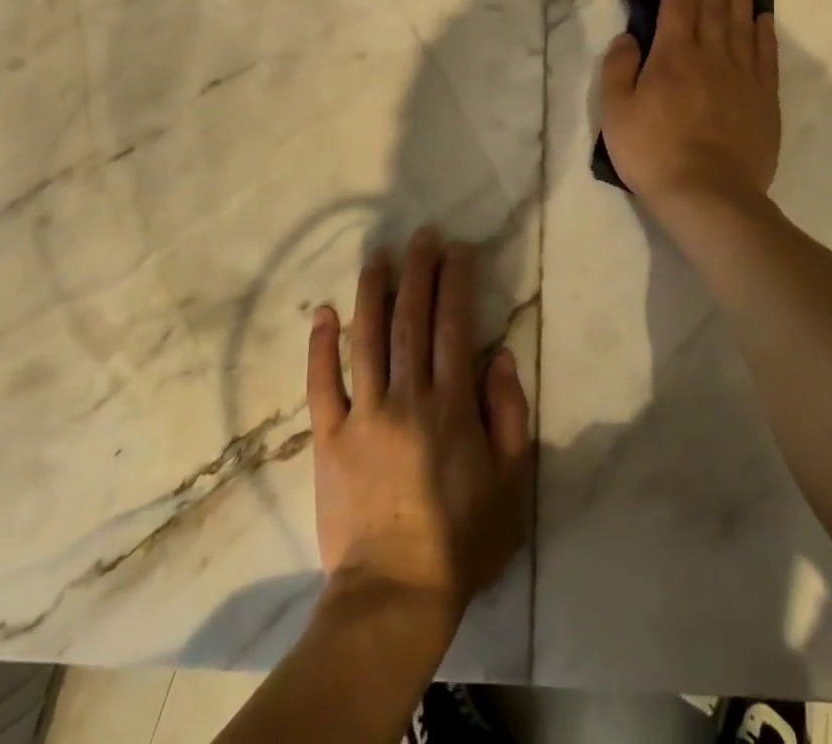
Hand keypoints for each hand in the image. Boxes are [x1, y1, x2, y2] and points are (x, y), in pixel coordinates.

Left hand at [306, 229, 533, 619]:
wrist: (394, 595)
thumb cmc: (461, 541)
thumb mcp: (511, 484)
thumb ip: (509, 416)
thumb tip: (501, 357)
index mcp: (451, 406)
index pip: (454, 326)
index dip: (456, 282)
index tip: (458, 249)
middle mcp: (407, 397)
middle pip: (411, 320)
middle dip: (418, 271)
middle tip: (421, 235)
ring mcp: (363, 415)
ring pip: (366, 339)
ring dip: (373, 292)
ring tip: (378, 255)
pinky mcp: (329, 438)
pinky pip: (322, 384)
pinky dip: (320, 346)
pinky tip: (323, 310)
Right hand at [600, 0, 780, 206]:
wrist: (708, 194)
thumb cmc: (653, 152)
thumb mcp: (616, 111)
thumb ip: (619, 68)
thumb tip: (628, 37)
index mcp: (672, 56)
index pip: (676, 4)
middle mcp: (710, 55)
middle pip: (711, 5)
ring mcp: (742, 75)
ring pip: (741, 22)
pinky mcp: (764, 97)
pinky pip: (765, 53)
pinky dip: (763, 29)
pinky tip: (762, 15)